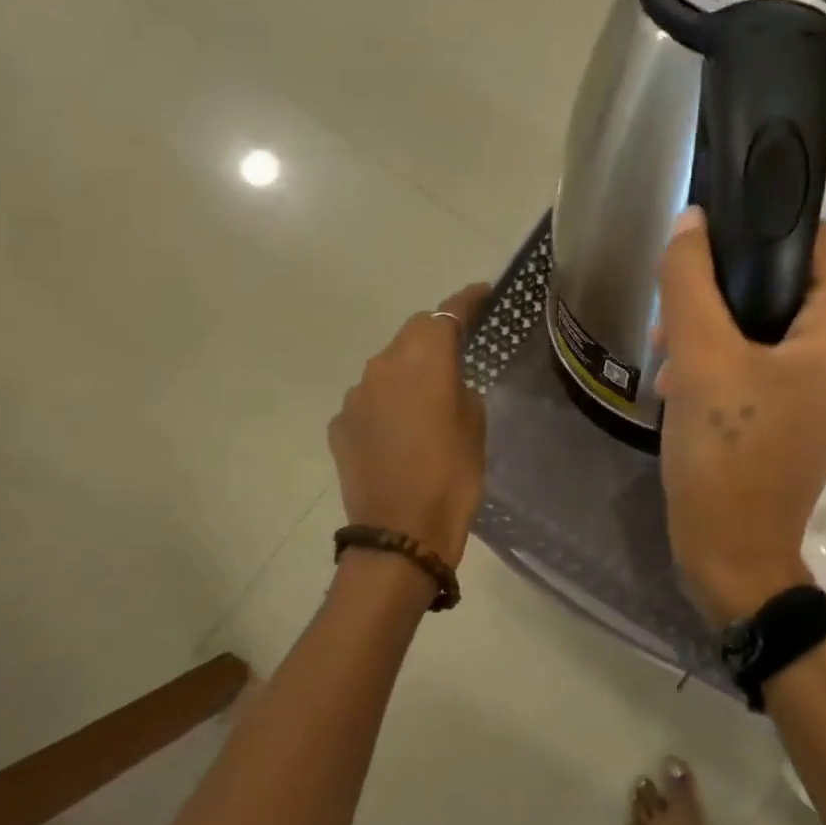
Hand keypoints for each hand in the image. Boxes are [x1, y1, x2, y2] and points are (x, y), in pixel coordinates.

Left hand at [329, 283, 490, 565]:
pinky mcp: (340, 424)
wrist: (400, 532)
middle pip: (413, 333)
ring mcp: (356, 395)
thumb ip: (462, 388)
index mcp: (424, 359)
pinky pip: (370, 400)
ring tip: (430, 399)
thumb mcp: (475, 425)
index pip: (447, 312)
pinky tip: (402, 431)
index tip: (484, 292)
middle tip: (461, 350)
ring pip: (388, 367)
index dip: (467, 299)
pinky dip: (388, 403)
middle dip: (436, 335)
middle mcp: (383, 365)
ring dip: (409, 372)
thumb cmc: (452, 475)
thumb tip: (448, 382)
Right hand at [654, 208, 825, 622]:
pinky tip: (685, 380)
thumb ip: (690, 279)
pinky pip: (773, 363)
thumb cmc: (724, 454)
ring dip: (722, 328)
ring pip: (776, 327)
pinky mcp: (811, 416)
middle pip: (793, 287)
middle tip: (678, 308)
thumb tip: (691, 221)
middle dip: (730, 290)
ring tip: (671, 351)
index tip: (717, 231)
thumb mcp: (699, 358)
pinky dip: (733, 360)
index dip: (770, 225)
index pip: (821, 244)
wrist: (732, 554)